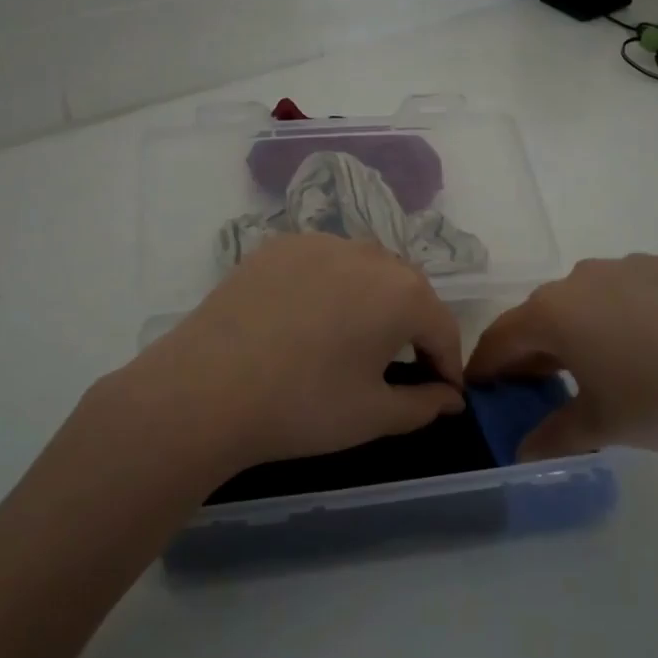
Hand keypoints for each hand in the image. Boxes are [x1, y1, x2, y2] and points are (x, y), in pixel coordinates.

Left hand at [107, 234, 466, 474]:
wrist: (207, 388)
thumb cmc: (304, 406)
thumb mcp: (373, 414)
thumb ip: (424, 404)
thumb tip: (450, 398)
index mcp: (402, 292)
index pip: (442, 326)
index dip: (447, 363)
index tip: (444, 393)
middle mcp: (367, 253)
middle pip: (407, 289)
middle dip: (413, 327)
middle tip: (402, 367)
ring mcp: (318, 243)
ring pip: (364, 269)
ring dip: (373, 300)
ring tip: (356, 338)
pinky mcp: (278, 246)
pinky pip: (322, 262)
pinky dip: (331, 286)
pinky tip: (310, 318)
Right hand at [466, 252, 657, 463]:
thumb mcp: (604, 426)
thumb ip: (555, 436)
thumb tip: (522, 453)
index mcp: (556, 311)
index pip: (502, 337)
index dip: (488, 365)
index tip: (483, 387)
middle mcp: (586, 276)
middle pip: (548, 313)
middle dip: (539, 348)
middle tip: (546, 383)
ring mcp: (637, 263)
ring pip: (597, 297)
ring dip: (591, 327)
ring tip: (617, 364)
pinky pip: (645, 289)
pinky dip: (641, 313)